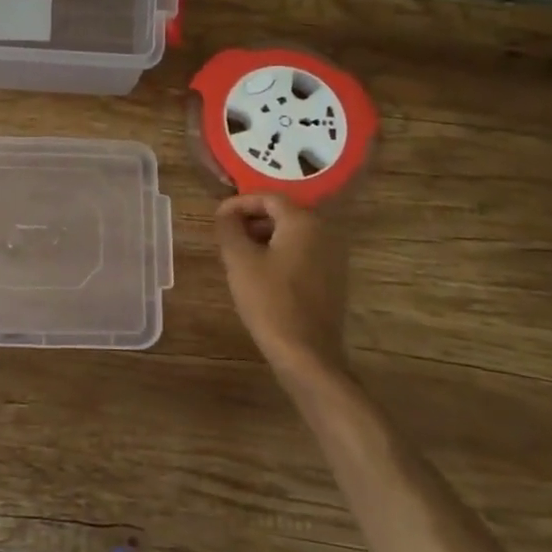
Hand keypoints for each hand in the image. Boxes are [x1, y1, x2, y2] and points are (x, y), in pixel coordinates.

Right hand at [214, 194, 351, 386]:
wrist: (306, 354)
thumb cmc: (269, 300)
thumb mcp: (239, 260)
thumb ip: (229, 227)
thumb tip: (224, 211)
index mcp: (303, 221)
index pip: (268, 197)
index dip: (239, 203)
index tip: (218, 218)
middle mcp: (324, 232)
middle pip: (283, 214)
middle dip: (252, 220)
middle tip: (227, 236)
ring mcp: (333, 257)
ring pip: (293, 234)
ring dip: (265, 237)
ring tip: (240, 255)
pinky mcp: (333, 279)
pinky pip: (303, 253)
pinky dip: (281, 254)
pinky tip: (262, 274)